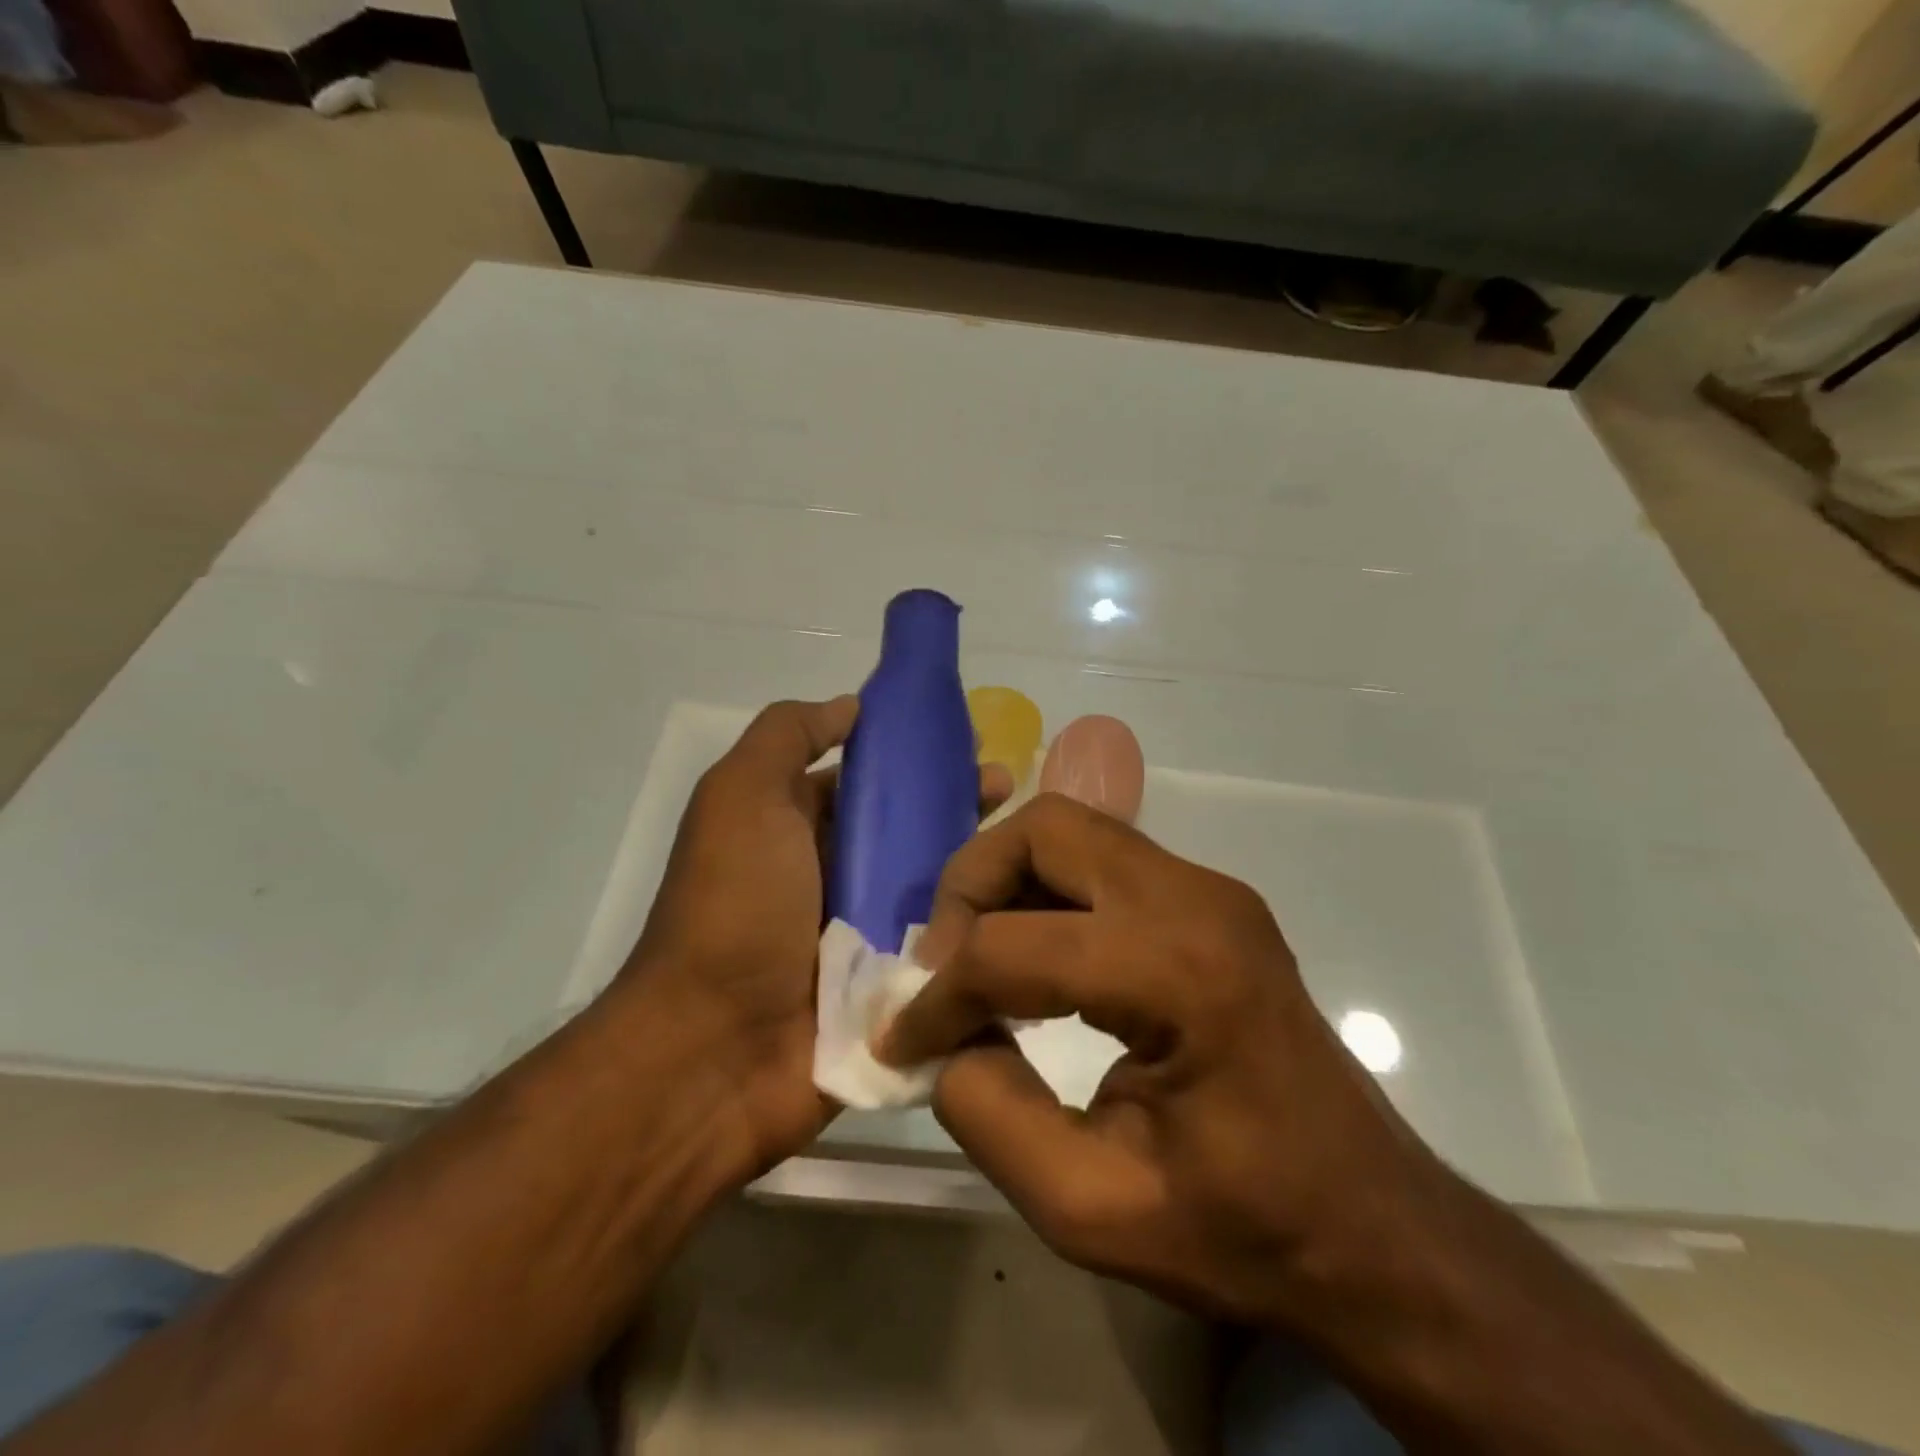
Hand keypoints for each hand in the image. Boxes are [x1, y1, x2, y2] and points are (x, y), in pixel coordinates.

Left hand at [625, 697, 1012, 1181]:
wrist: (719, 1051)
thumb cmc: (735, 907)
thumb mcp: (741, 795)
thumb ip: (788, 735)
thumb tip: (853, 706)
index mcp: (796, 827)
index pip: (866, 780)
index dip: (912, 756)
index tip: (967, 741)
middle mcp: (831, 875)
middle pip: (906, 827)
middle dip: (956, 801)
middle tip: (1006, 787)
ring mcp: (864, 934)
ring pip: (932, 882)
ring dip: (976, 857)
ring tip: (1025, 838)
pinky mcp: (893, 986)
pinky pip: (942, 941)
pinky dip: (977, 921)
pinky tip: (1027, 901)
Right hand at [875, 792, 1439, 1327]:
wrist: (1375, 1227)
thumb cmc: (1248, 1231)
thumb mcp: (1093, 1207)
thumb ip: (990, 1114)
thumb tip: (940, 1041)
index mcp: (1180, 973)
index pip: (1014, 946)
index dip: (939, 995)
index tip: (903, 1043)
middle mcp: (1196, 898)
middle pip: (1044, 830)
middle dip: (970, 886)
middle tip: (942, 965)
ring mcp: (1209, 888)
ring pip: (1071, 830)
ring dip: (1006, 880)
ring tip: (977, 961)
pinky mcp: (1210, 899)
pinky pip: (1101, 859)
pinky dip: (1046, 891)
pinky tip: (1033, 960)